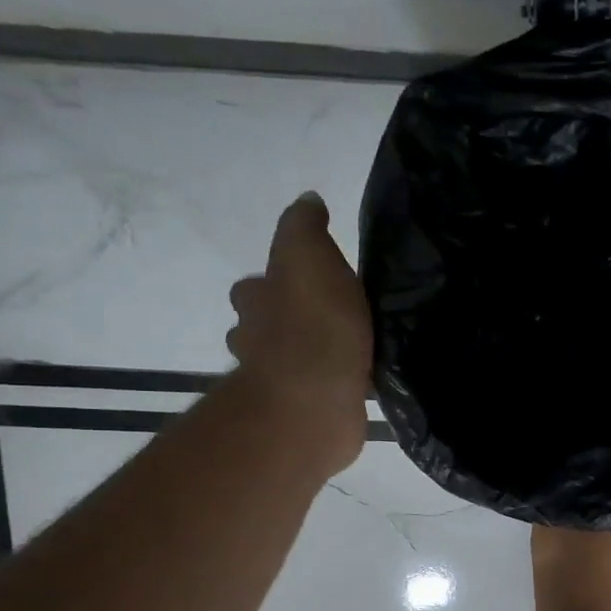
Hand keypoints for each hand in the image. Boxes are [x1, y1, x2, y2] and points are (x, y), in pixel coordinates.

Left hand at [226, 192, 372, 478]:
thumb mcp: (310, 255)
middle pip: (263, 325)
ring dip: (308, 356)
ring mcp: (276, 381)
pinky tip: (356, 381)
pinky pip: (316, 390)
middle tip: (329, 318)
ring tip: (348, 350)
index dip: (274, 281)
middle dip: (286, 322)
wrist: (316, 397)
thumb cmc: (313, 323)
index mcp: (255, 299)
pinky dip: (330, 385)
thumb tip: (307, 200)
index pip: (255, 285)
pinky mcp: (302, 410)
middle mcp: (254, 339)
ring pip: (287, 361)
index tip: (306, 283)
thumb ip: (305, 227)